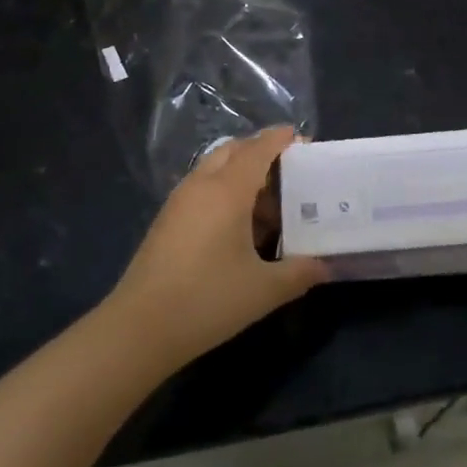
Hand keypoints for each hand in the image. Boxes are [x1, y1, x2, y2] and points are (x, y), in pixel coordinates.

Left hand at [106, 127, 329, 369]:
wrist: (140, 328)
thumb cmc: (207, 300)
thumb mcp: (264, 290)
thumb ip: (300, 272)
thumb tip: (327, 265)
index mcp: (227, 191)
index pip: (258, 149)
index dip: (280, 140)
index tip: (302, 138)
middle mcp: (201, 185)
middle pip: (233, 151)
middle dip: (260, 152)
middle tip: (289, 172)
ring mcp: (179, 201)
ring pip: (214, 169)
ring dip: (241, 174)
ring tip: (269, 205)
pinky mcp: (167, 220)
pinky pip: (202, 188)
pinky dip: (224, 191)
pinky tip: (239, 227)